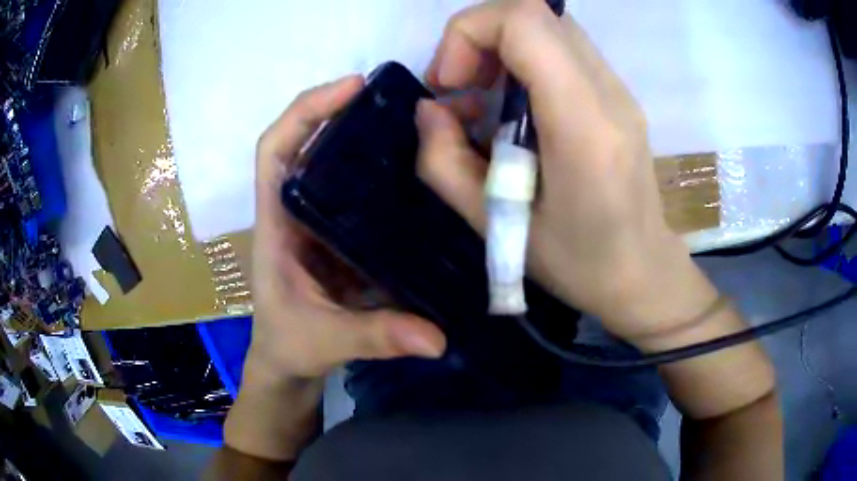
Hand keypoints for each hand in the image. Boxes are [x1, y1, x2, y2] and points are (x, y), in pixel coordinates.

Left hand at [249, 75, 445, 380]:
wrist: (289, 362)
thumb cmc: (289, 345)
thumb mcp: (325, 340)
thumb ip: (375, 336)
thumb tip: (437, 338)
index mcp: (278, 223)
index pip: (276, 149)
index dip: (305, 111)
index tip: (351, 87)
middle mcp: (299, 210)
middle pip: (315, 141)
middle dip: (353, 111)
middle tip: (411, 99)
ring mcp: (325, 220)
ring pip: (344, 163)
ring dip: (378, 137)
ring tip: (429, 124)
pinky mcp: (347, 235)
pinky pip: (367, 193)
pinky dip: (394, 175)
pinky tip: (431, 173)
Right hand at [416, 0, 718, 341]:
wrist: (643, 273)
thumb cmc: (578, 264)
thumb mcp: (496, 227)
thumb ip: (444, 163)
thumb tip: (430, 111)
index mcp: (584, 124)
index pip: (525, 21)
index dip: (470, 33)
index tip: (450, 84)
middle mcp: (609, 91)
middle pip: (536, 9)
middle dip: (479, 35)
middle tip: (462, 88)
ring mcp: (619, 89)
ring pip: (549, 24)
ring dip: (501, 46)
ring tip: (484, 98)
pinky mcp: (618, 94)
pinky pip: (562, 48)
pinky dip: (524, 59)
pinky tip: (515, 108)